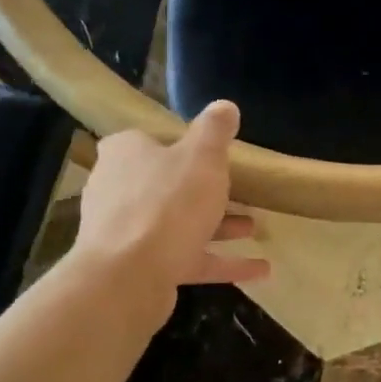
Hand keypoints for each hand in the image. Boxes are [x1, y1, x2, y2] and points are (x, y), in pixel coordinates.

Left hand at [69, 100, 269, 305]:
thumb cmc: (168, 202)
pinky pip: (189, 259)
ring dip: (219, 227)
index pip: (150, 140)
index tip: (213, 155)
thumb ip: (215, 131)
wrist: (129, 275)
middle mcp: (120, 189)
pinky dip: (223, 262)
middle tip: (241, 193)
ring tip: (254, 228)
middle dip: (206, 192)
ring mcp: (129, 232)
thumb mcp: (203, 157)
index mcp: (126, 153)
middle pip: (167, 185)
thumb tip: (225, 106)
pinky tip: (261, 269)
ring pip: (180, 224)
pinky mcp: (141, 268)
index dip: (181, 146)